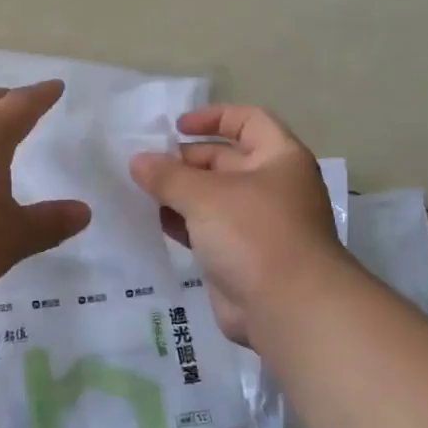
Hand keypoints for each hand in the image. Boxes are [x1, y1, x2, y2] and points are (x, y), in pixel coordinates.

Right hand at [129, 105, 347, 344]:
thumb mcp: (204, 195)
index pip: (248, 120)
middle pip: (225, 159)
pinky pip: (208, 230)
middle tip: (145, 165)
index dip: (213, 117)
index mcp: (279, 158)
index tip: (176, 128)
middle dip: (185, 160)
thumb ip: (167, 175)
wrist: (289, 309)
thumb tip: (138, 160)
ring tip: (140, 191)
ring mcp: (258, 224)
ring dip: (179, 193)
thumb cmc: (253, 234)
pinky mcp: (242, 256)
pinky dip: (183, 223)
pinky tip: (155, 221)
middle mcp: (272, 186)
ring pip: (213, 197)